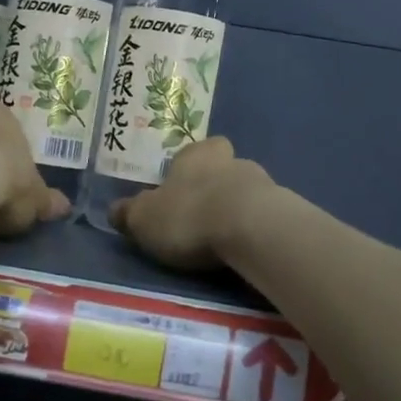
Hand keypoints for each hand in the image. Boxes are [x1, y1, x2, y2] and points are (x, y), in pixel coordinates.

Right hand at [111, 136, 275, 270]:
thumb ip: (129, 213)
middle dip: (215, 188)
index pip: (196, 151)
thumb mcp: (144, 219)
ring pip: (247, 192)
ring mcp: (263, 184)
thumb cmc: (189, 215)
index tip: (181, 189)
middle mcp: (232, 161)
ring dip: (237, 209)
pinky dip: (255, 229)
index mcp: (196, 155)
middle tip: (201, 216)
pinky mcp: (284, 210)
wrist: (251, 228)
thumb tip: (115, 210)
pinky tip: (245, 249)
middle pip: (223, 169)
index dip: (189, 168)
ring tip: (224, 239)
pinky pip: (265, 216)